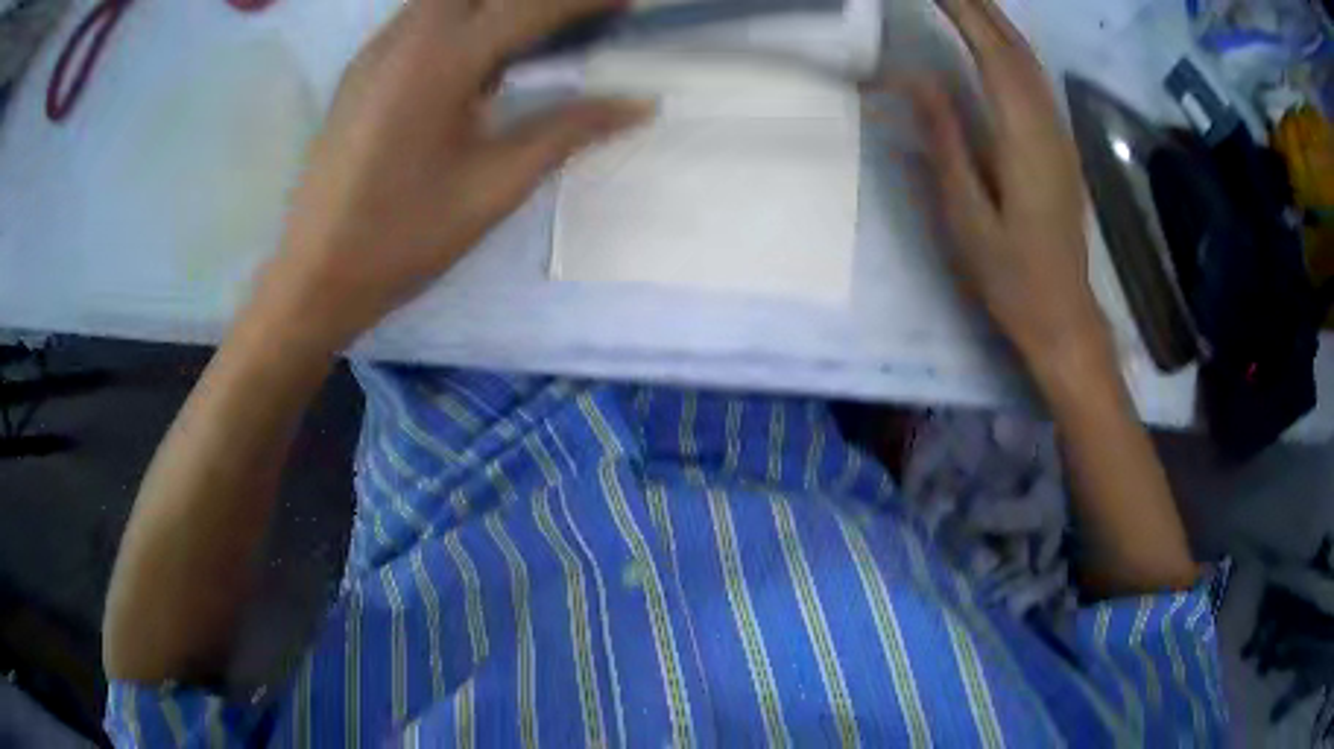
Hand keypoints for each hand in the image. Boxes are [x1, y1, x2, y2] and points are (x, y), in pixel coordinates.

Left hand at [248, 0, 650, 354]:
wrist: (313, 277)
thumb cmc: (403, 239)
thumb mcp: (494, 187)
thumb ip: (568, 131)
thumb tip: (637, 104)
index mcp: (444, 59)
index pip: (533, 5)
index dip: (587, 0)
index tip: (629, 4)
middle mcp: (408, 34)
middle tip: (580, 19)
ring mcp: (377, 48)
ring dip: (496, 4)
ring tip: (536, 34)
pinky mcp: (360, 68)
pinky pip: (421, 15)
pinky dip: (461, 16)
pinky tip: (478, 52)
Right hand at [901, 0, 1110, 373]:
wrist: (1064, 316)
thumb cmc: (1011, 276)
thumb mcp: (966, 214)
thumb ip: (946, 140)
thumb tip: (918, 77)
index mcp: (1023, 139)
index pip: (991, 54)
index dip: (962, 12)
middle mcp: (1047, 125)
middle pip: (1015, 49)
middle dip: (979, 7)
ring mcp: (1058, 135)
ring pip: (1029, 61)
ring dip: (997, 22)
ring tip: (963, 1)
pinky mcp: (1059, 147)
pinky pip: (1035, 81)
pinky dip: (1011, 49)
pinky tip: (994, 42)